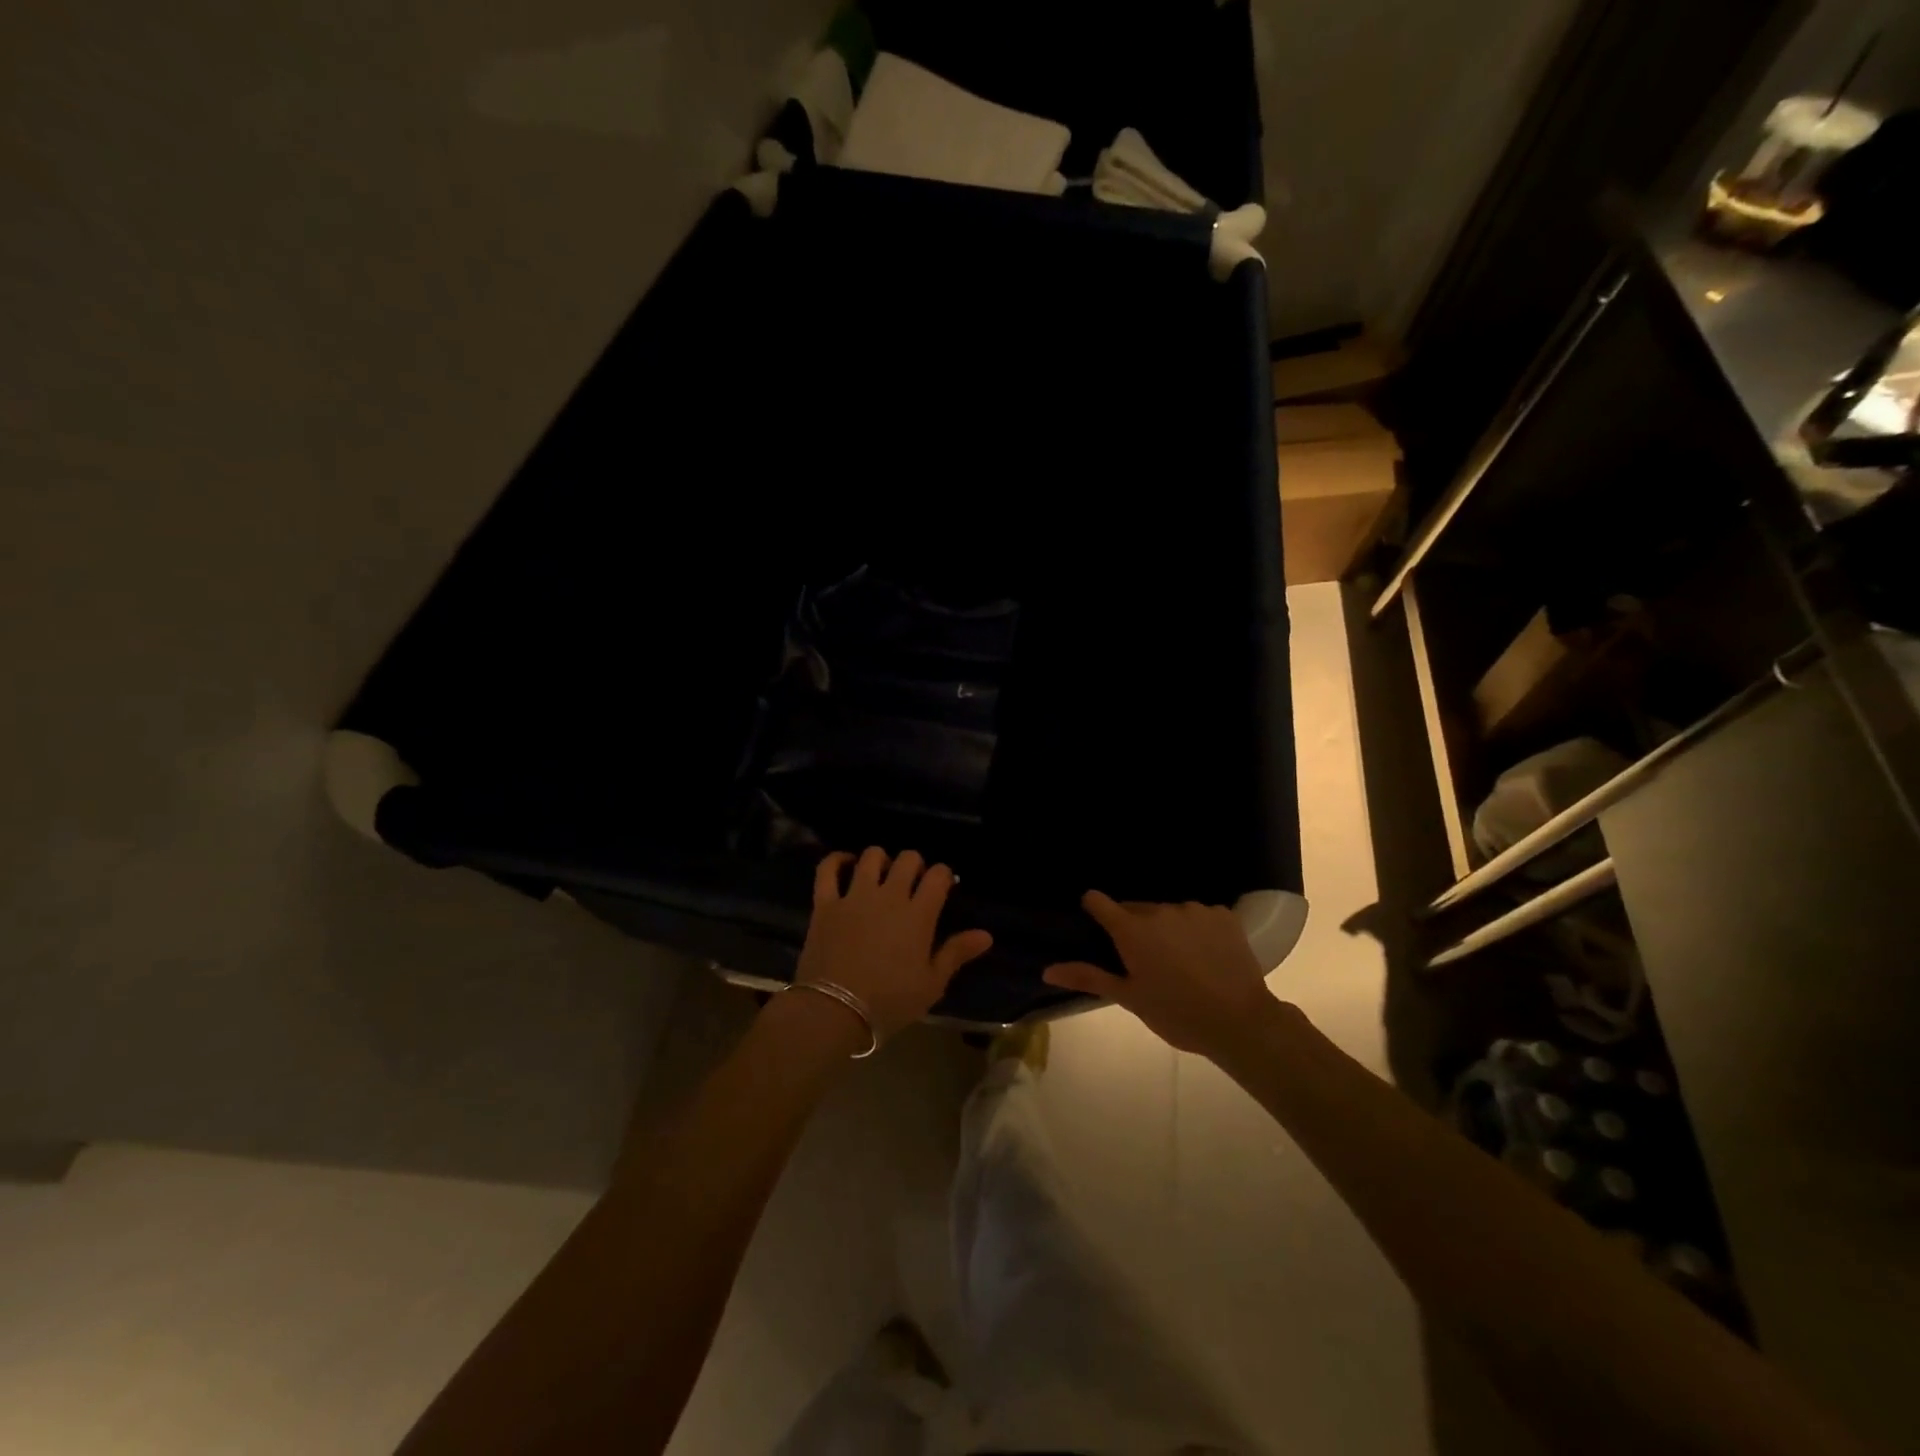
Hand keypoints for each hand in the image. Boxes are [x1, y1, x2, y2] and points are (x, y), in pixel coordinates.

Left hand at [797, 848, 993, 1042]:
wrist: (835, 1011)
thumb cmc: (890, 1001)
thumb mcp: (932, 984)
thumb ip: (957, 953)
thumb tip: (986, 935)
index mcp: (919, 914)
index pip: (938, 876)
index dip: (943, 875)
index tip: (943, 886)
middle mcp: (889, 895)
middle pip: (908, 859)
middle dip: (915, 864)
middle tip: (913, 882)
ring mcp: (855, 896)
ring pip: (871, 856)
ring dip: (881, 859)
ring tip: (882, 874)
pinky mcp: (826, 903)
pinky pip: (828, 869)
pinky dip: (837, 860)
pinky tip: (845, 863)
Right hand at [1042, 891, 1279, 1055]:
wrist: (1240, 1022)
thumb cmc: (1177, 1014)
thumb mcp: (1129, 998)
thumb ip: (1088, 977)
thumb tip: (1048, 969)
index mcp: (1132, 929)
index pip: (1099, 901)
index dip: (1094, 909)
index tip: (1097, 925)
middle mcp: (1160, 910)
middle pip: (1136, 909)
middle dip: (1134, 928)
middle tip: (1144, 960)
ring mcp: (1194, 909)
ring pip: (1169, 913)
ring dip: (1167, 928)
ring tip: (1180, 960)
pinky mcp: (1223, 914)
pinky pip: (1199, 915)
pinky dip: (1197, 930)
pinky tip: (1206, 955)